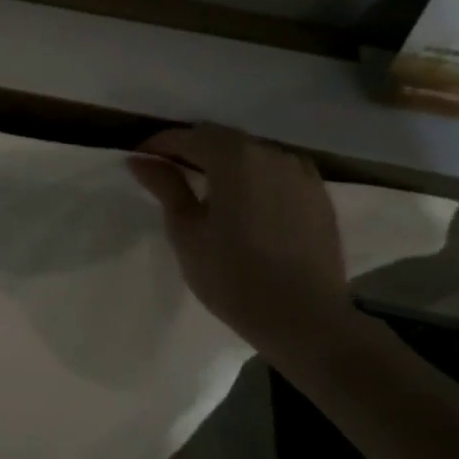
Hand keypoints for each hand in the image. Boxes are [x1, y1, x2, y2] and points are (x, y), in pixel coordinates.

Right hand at [128, 125, 353, 351]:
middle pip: (220, 138)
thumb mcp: (186, 231)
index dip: (158, 145)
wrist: (308, 322)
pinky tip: (245, 200)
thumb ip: (166, 187)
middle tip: (168, 172)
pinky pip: (276, 171)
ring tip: (207, 187)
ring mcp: (300, 173)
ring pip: (251, 153)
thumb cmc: (234, 276)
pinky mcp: (319, 196)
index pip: (187, 137)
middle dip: (191, 149)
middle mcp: (269, 153)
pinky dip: (254, 176)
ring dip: (224, 161)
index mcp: (233, 157)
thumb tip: (140, 159)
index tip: (139, 160)